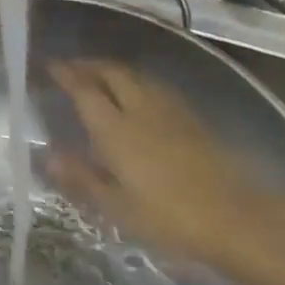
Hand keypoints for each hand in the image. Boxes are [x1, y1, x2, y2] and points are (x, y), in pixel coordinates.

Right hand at [47, 60, 284, 284]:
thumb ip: (81, 178)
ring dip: (113, 70)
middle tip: (70, 69)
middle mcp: (142, 109)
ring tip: (98, 77)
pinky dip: (136, 82)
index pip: (85, 90)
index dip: (66, 74)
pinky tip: (136, 97)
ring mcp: (171, 111)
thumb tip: (48, 156)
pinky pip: (155, 87)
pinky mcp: (192, 118)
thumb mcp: (116, 207)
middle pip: (113, 72)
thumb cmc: (168, 218)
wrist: (236, 218)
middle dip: (89, 65)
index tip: (49, 66)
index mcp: (117, 129)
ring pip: (137, 76)